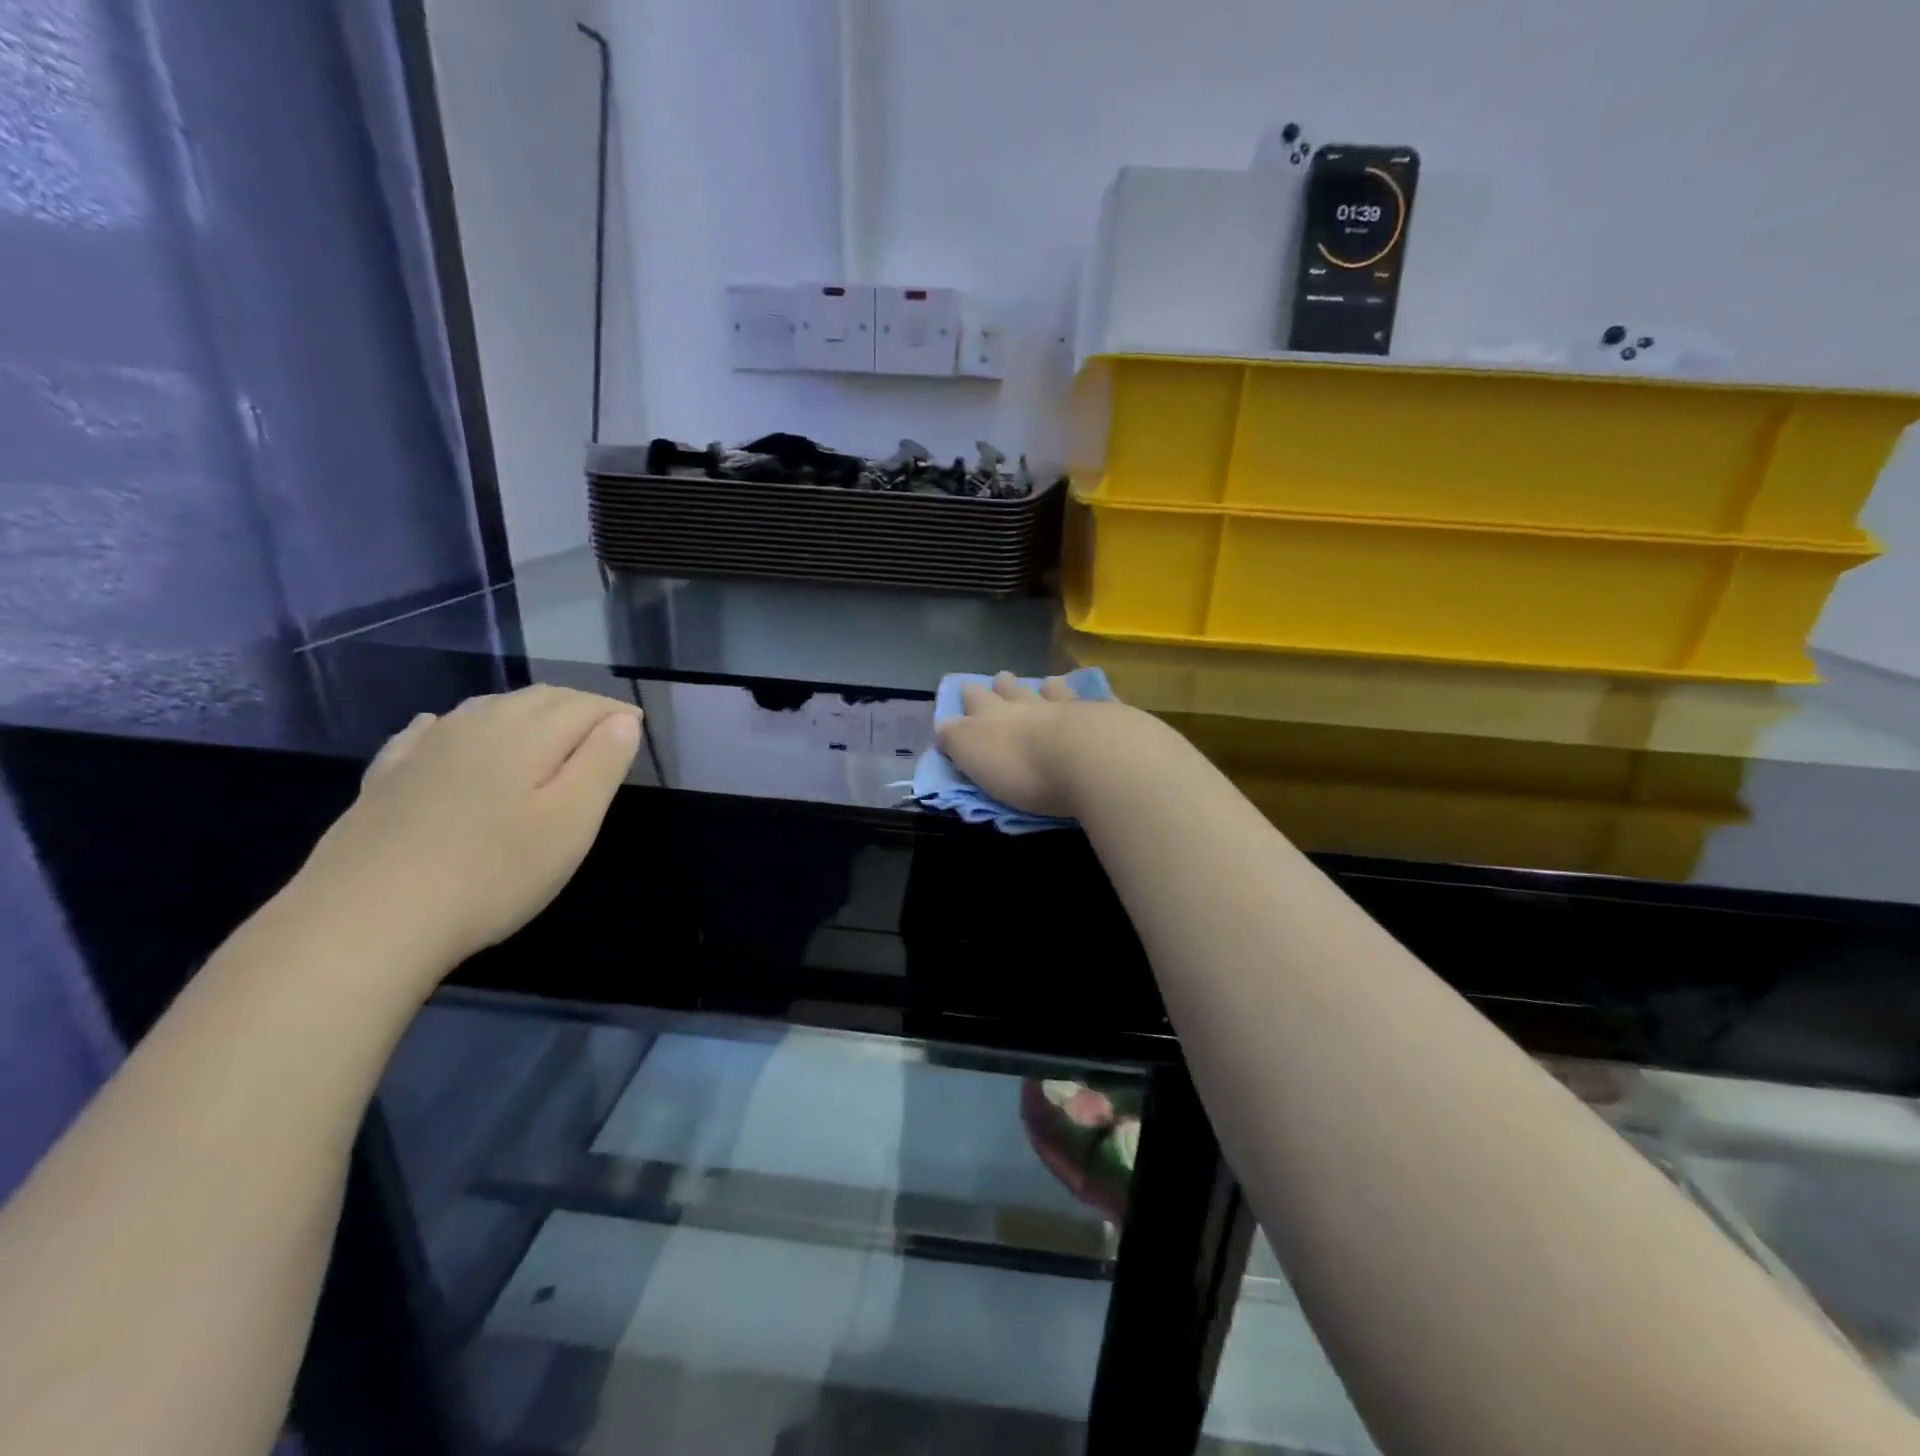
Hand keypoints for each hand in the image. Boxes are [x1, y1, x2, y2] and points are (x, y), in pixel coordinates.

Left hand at [290, 686, 642, 977]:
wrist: (367, 919)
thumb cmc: (494, 872)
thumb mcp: (571, 822)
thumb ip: (602, 763)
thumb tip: (622, 719)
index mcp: (528, 733)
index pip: (584, 705)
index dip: (615, 713)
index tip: (637, 730)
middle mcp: (477, 724)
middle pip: (538, 698)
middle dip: (576, 707)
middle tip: (603, 731)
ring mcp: (426, 747)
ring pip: (488, 709)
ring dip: (527, 712)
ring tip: (548, 733)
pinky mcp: (388, 775)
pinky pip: (434, 731)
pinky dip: (461, 726)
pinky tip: (451, 733)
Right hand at [935, 671, 1120, 817]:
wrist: (1088, 757)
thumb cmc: (1021, 767)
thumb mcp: (973, 756)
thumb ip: (957, 740)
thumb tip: (944, 726)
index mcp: (991, 717)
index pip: (973, 701)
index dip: (967, 696)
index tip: (964, 690)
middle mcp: (1027, 705)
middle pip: (1011, 690)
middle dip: (1002, 686)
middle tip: (1000, 679)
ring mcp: (1067, 707)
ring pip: (1051, 691)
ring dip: (1045, 688)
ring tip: (1045, 684)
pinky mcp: (1103, 717)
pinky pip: (1093, 702)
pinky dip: (1088, 700)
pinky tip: (1092, 698)